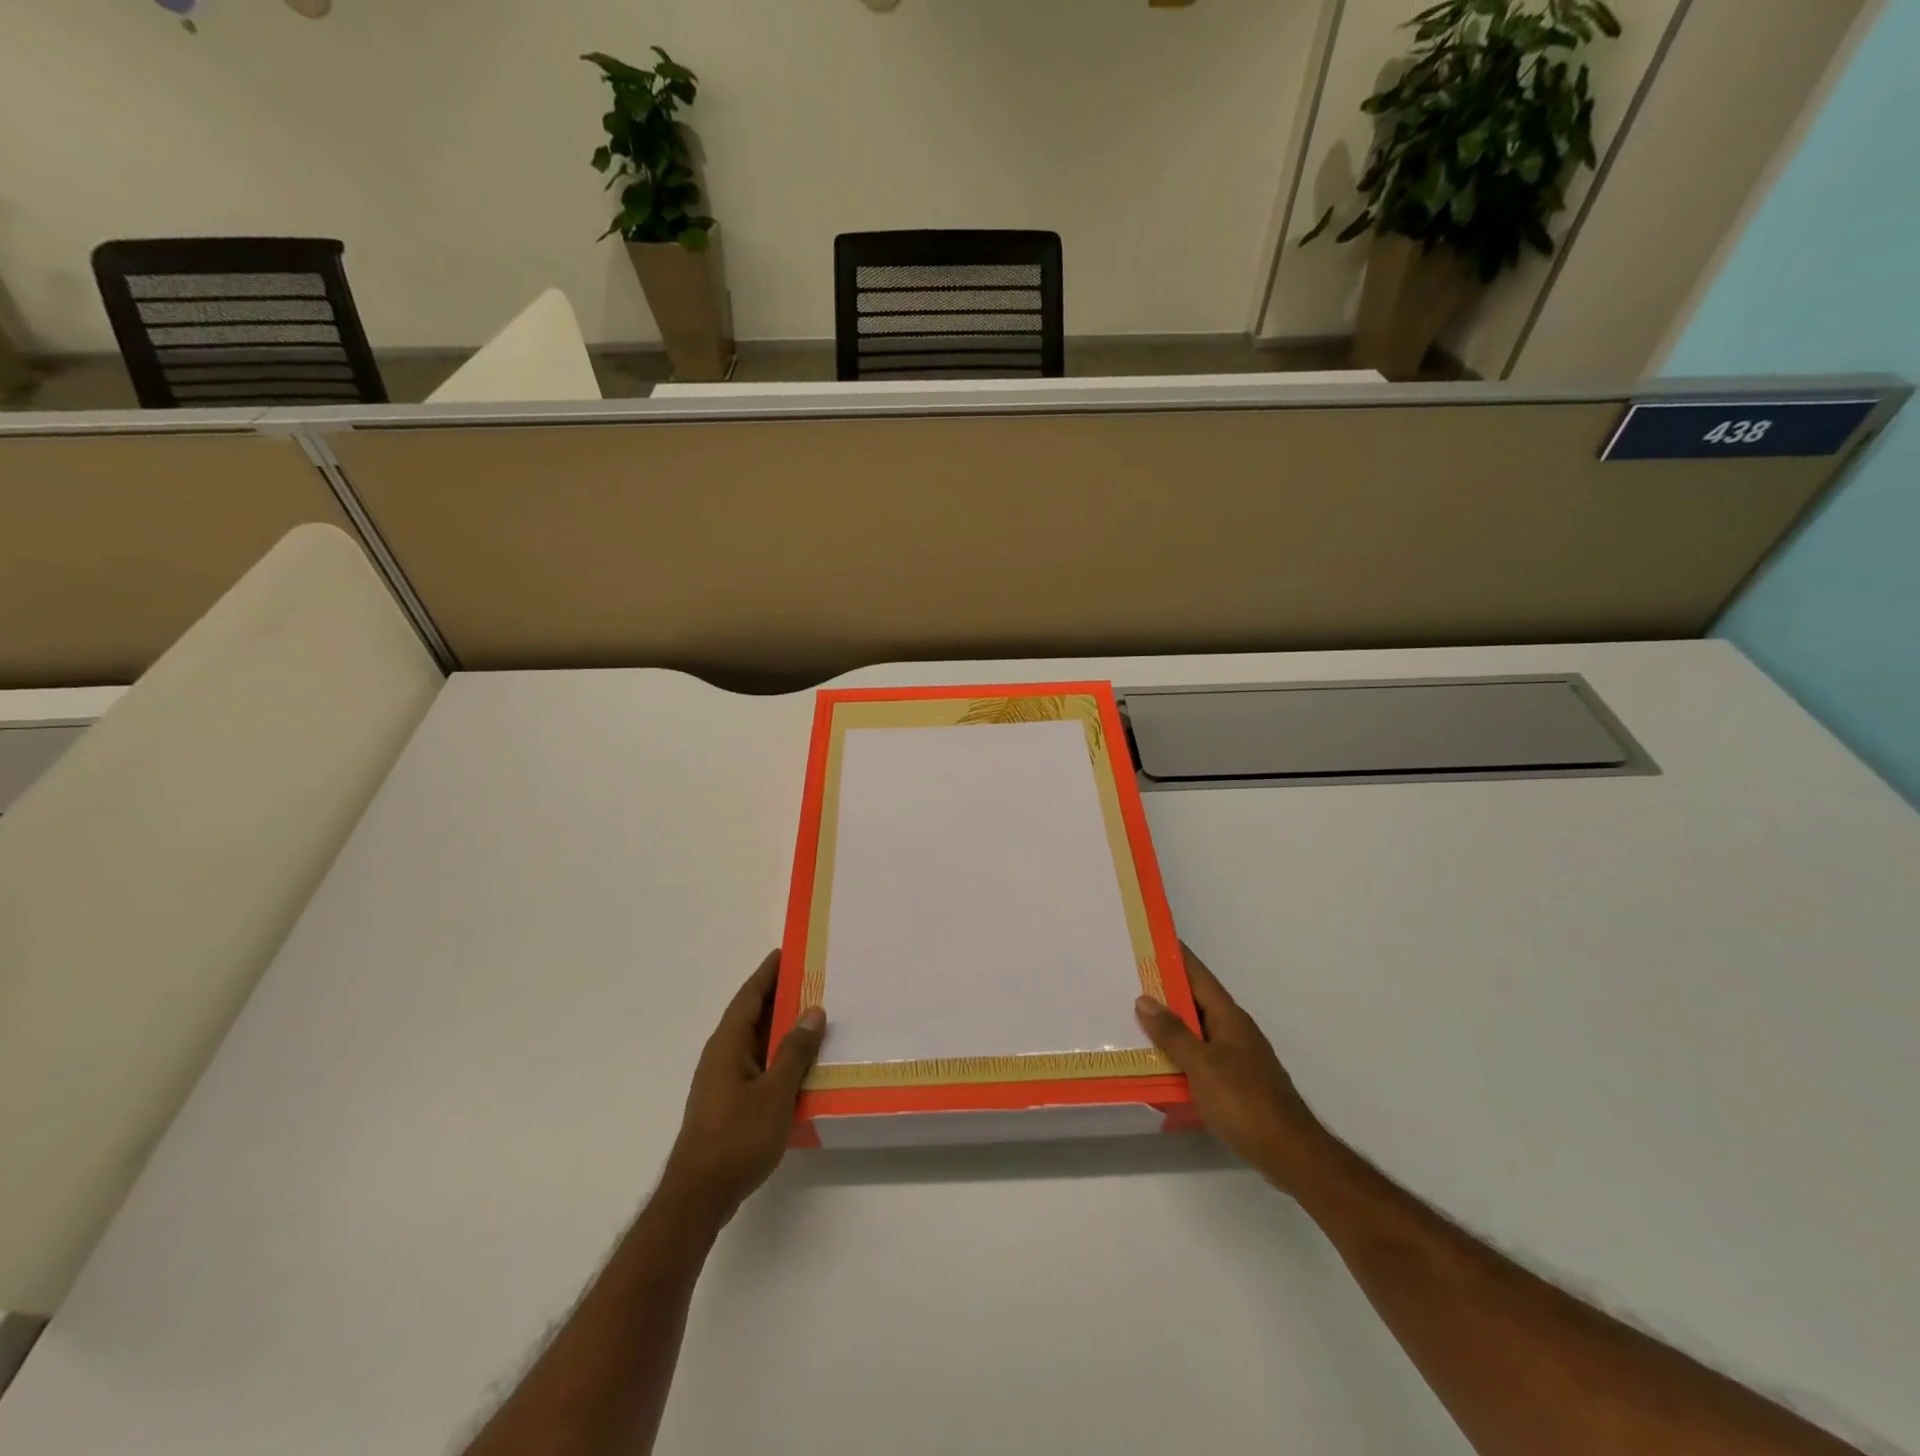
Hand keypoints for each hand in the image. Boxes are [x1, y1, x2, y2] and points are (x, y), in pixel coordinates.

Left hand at [659, 950, 824, 1224]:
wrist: (699, 1196)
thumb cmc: (737, 1138)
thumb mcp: (775, 1093)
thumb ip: (794, 1051)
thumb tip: (813, 1011)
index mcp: (728, 1044)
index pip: (749, 996)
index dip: (767, 973)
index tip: (787, 952)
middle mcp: (722, 1055)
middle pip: (752, 1015)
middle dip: (779, 996)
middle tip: (812, 980)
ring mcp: (723, 1080)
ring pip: (755, 1042)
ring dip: (780, 1027)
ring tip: (814, 1015)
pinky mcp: (728, 1102)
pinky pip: (757, 1064)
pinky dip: (777, 1054)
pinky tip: (800, 1064)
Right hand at [1135, 943, 1330, 1194]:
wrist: (1290, 1153)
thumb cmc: (1245, 1102)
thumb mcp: (1202, 1065)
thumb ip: (1173, 1033)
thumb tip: (1144, 999)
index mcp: (1229, 1017)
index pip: (1198, 975)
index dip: (1176, 956)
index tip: (1150, 939)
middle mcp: (1234, 1030)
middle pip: (1195, 1000)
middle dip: (1165, 989)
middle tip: (1128, 978)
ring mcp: (1236, 1056)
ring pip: (1196, 1029)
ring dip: (1169, 1023)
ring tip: (1132, 1017)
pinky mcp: (1235, 1081)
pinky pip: (1200, 1055)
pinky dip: (1179, 1051)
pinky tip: (1158, 1060)